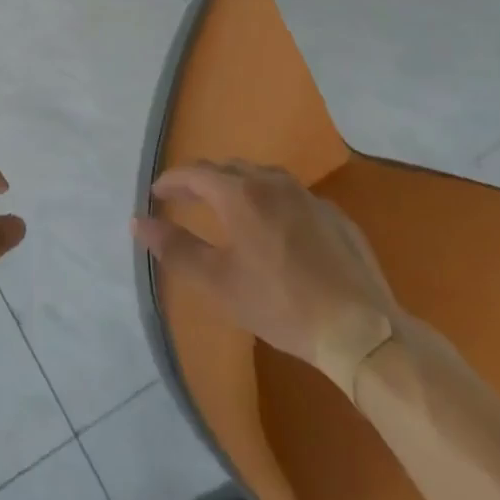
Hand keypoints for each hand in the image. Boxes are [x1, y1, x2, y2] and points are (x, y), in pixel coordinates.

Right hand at [132, 161, 399, 393]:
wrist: (361, 329)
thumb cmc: (280, 303)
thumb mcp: (218, 282)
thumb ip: (175, 248)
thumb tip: (138, 222)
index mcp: (240, 193)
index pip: (195, 173)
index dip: (172, 181)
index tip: (156, 193)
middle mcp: (273, 182)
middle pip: (228, 169)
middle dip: (202, 181)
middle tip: (185, 199)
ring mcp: (308, 197)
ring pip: (263, 178)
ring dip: (238, 186)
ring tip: (227, 207)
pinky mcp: (335, 216)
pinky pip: (292, 197)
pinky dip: (271, 202)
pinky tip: (275, 228)